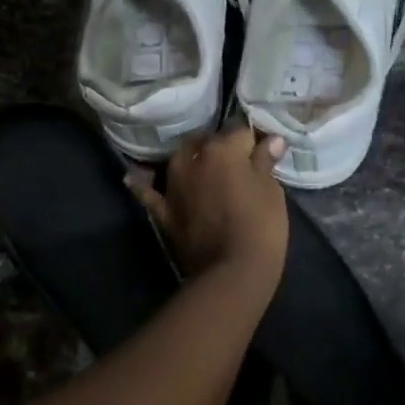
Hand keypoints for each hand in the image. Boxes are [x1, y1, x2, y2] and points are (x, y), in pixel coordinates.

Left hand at [131, 125, 288, 289]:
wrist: (232, 273)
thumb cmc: (260, 226)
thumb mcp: (271, 191)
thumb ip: (265, 162)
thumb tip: (271, 139)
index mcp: (222, 149)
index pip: (241, 132)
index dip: (255, 141)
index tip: (264, 150)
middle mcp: (192, 160)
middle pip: (206, 142)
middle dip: (220, 146)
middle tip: (238, 161)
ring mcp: (173, 185)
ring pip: (179, 159)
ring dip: (191, 158)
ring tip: (202, 164)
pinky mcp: (164, 211)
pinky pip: (149, 192)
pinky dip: (143, 184)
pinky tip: (134, 177)